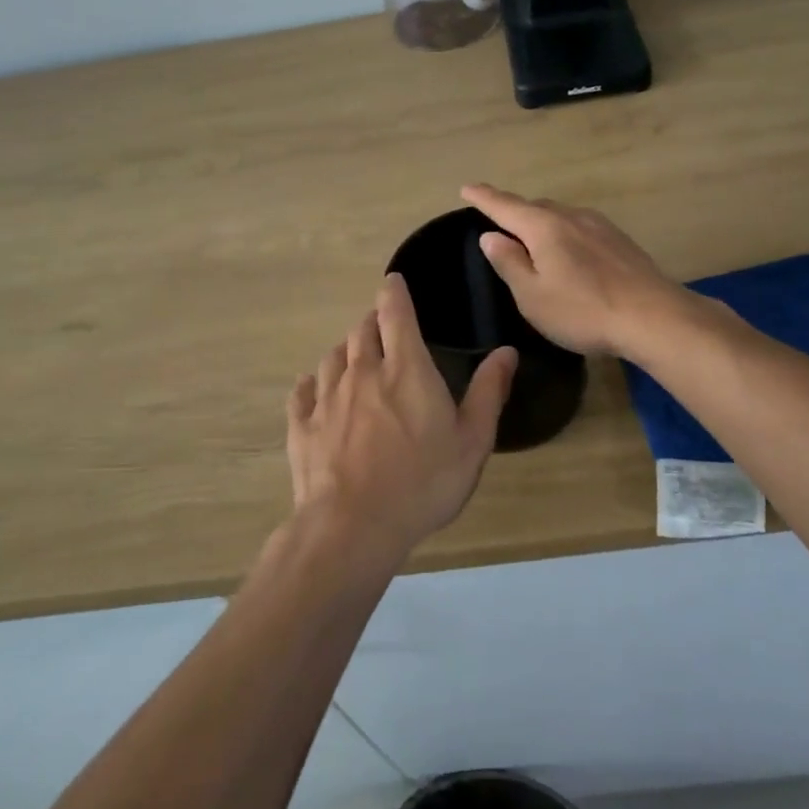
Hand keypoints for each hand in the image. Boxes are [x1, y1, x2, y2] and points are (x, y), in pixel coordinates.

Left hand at [287, 274, 517, 560]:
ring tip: (354, 357)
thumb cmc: (423, 483)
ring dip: (345, 350)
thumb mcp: (472, 441)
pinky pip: (302, 392)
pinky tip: (313, 388)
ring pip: (332, 357)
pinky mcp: (301, 426)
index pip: (395, 313)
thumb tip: (506, 351)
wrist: (353, 527)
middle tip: (383, 327)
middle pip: (361, 331)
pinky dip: (311, 383)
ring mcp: (326, 398)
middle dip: (372, 322)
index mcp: (405, 369)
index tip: (393, 282)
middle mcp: (361, 372)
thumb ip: (489, 392)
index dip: (394, 292)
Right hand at [460, 184, 687, 358]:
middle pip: (535, 207)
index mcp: (544, 227)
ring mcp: (600, 226)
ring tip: (531, 238)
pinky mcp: (620, 241)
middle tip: (498, 221)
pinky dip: (564, 233)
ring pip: (561, 216)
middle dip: (514, 211)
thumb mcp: (532, 295)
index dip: (484, 197)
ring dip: (541, 222)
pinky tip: (569, 252)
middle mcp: (572, 217)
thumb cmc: (583, 310)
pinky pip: (580, 228)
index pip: (505, 206)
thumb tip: (490, 236)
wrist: (653, 317)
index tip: (467, 188)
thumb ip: (509, 263)